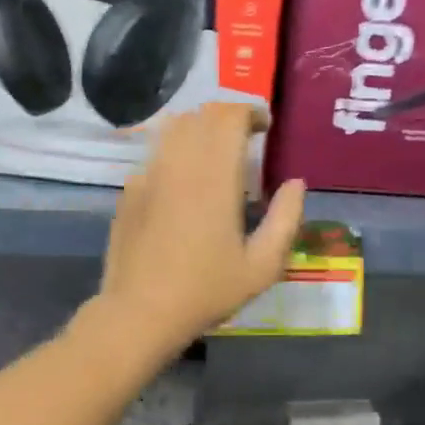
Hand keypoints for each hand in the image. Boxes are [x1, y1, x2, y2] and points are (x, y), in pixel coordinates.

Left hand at [95, 103, 305, 350]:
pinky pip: (155, 154)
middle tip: (245, 138)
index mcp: (215, 177)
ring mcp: (148, 174)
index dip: (250, 111)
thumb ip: (286, 219)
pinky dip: (175, 152)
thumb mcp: (262, 266)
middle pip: (201, 114)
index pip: (229, 116)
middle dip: (227, 117)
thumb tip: (296, 183)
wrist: (139, 312)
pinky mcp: (129, 190)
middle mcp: (179, 164)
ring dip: (199, 128)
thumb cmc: (206, 291)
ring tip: (214, 152)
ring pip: (173, 128)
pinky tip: (183, 182)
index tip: (265, 127)